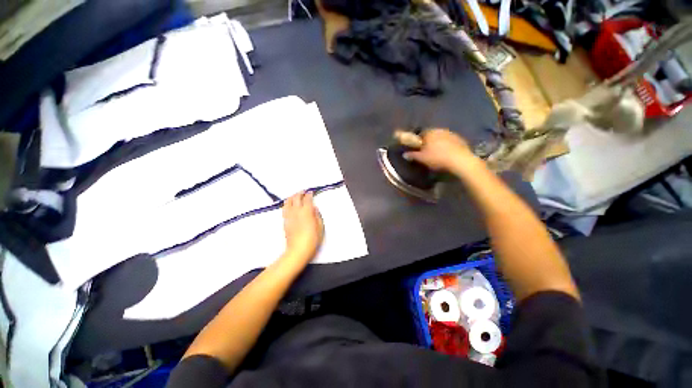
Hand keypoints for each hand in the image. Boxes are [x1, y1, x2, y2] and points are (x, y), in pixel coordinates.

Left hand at [282, 191, 323, 263]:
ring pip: (288, 202)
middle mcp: (297, 211)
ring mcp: (289, 216)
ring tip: (295, 195)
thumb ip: (317, 216)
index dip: (309, 194)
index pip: (307, 199)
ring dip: (292, 196)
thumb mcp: (320, 227)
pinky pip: (284, 208)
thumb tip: (314, 208)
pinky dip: (287, 203)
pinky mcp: (285, 221)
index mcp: (307, 211)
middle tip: (303, 191)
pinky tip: (288, 204)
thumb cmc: (312, 239)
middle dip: (300, 193)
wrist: (298, 250)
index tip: (311, 192)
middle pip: (296, 198)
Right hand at [403, 129, 474, 173]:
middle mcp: (440, 130)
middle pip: (432, 134)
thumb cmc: (437, 158)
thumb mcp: (422, 158)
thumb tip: (404, 154)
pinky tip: (448, 154)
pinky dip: (448, 146)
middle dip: (429, 141)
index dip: (419, 140)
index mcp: (430, 132)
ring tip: (438, 153)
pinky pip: (451, 141)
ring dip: (439, 143)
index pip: (421, 133)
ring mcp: (452, 134)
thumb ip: (412, 155)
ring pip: (442, 137)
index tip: (418, 148)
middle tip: (428, 151)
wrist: (459, 160)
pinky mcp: (460, 139)